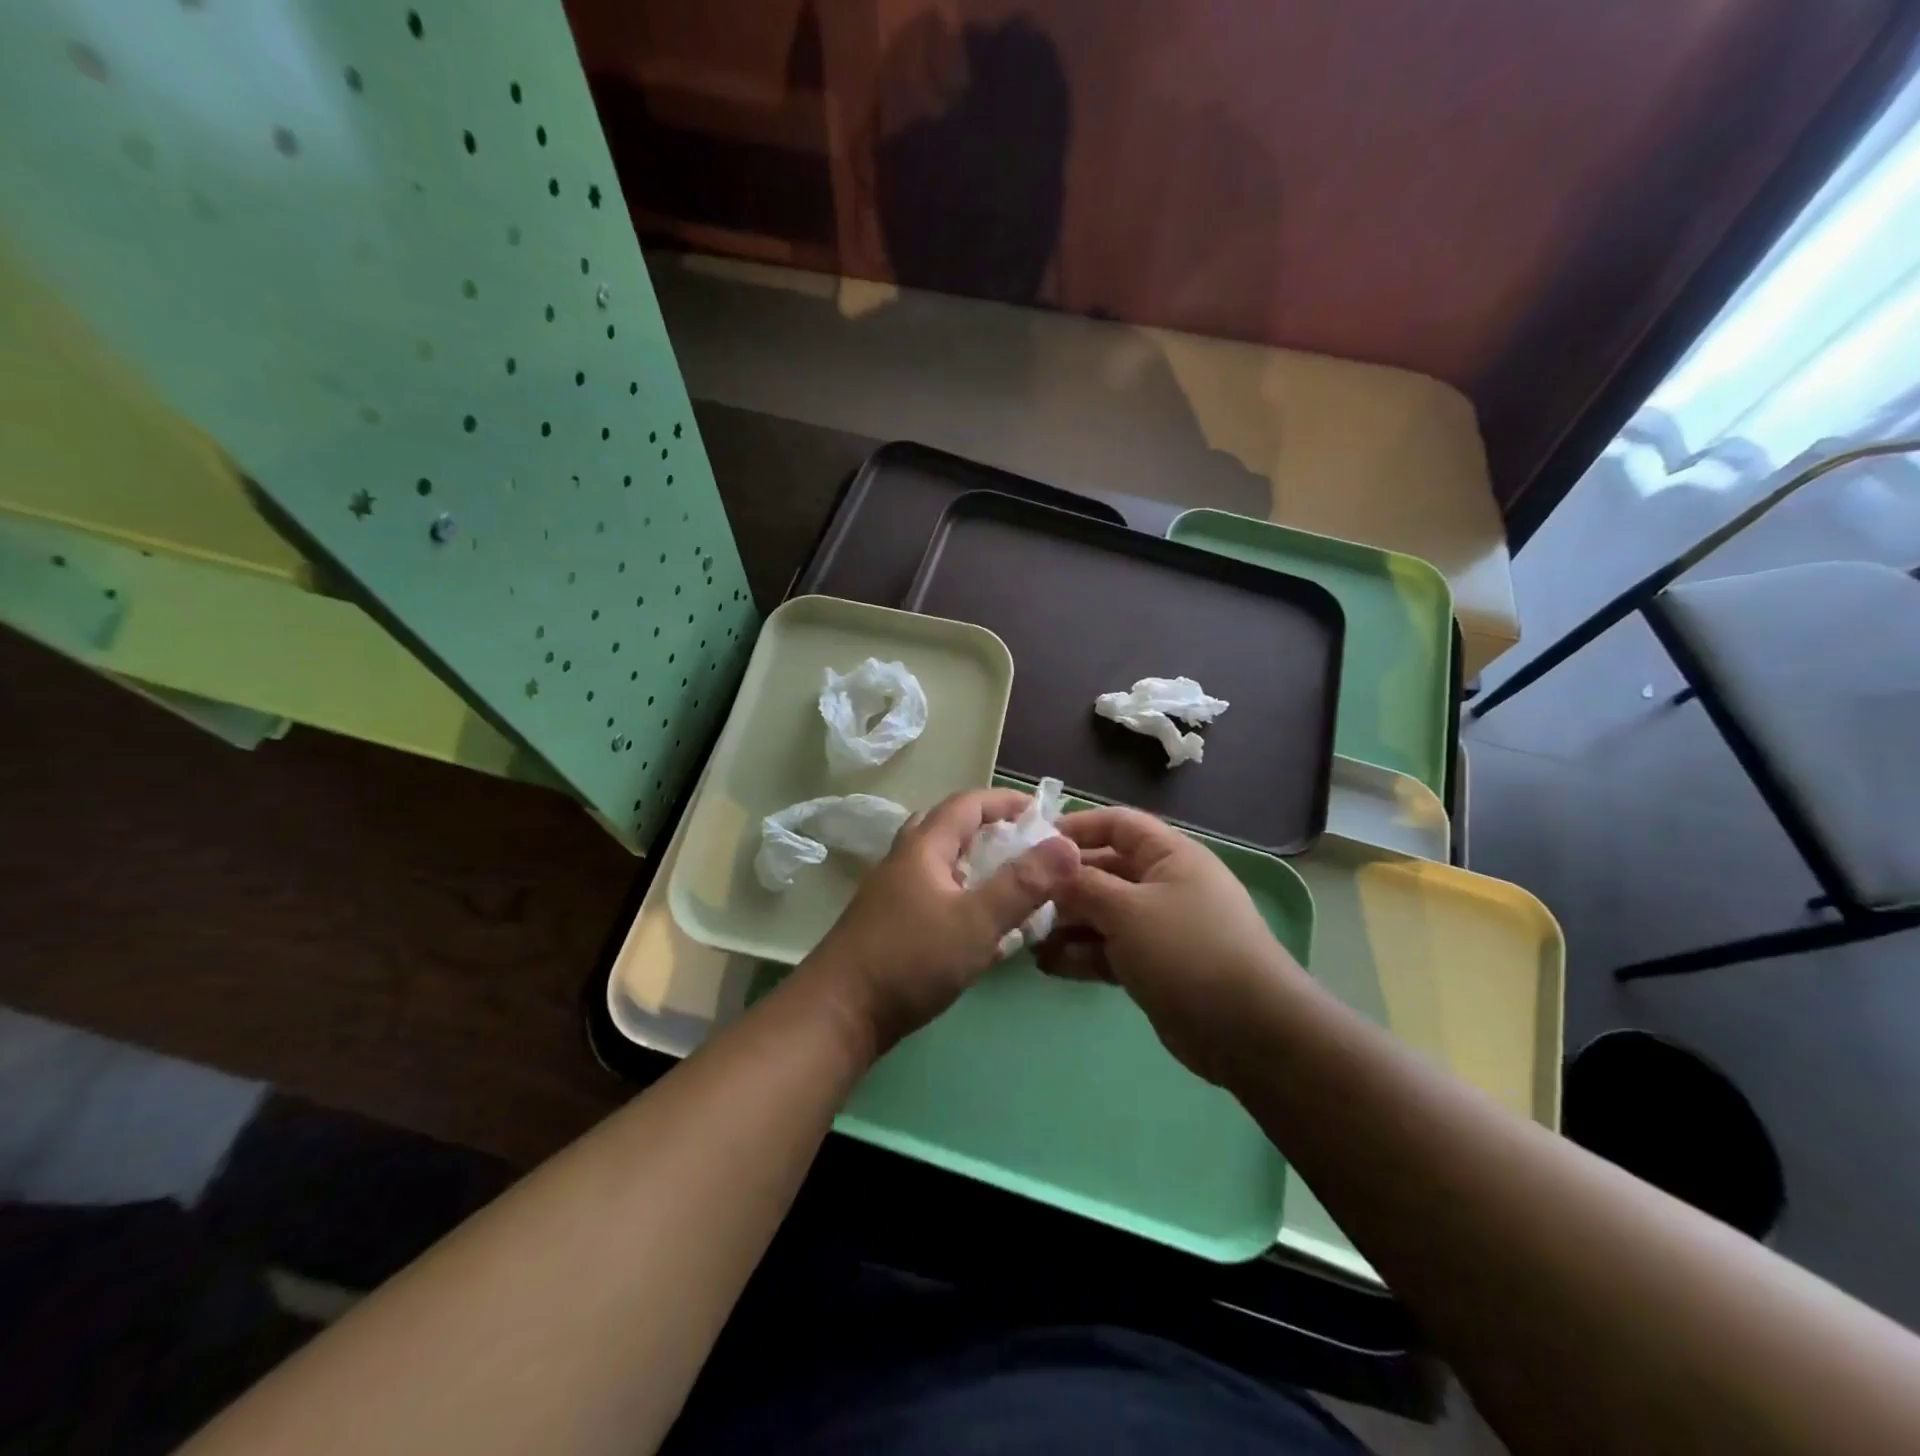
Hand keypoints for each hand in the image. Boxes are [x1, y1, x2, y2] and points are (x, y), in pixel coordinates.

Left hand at [801, 788, 1079, 1053]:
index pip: (968, 804)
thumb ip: (1022, 884)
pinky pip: (937, 896)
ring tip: (1013, 886)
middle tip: (1027, 849)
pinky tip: (985, 928)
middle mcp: (906, 861)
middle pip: (951, 829)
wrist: (839, 1014)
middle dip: (992, 831)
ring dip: (978, 867)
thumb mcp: (975, 921)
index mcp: (923, 847)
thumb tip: (1068, 845)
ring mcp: (895, 894)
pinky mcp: (893, 925)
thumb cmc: (910, 960)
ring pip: (943, 865)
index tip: (1045, 815)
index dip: (1007, 802)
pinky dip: (965, 898)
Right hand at [1040, 806, 1307, 1083]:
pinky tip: (1047, 965)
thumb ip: (1082, 886)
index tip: (1032, 843)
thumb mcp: (1127, 909)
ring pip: (1102, 914)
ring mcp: (1159, 928)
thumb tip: (1049, 871)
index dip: (1076, 828)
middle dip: (1063, 884)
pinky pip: (1109, 950)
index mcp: (1169, 855)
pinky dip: (1081, 954)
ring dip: (1066, 924)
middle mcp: (1163, 885)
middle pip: (1104, 871)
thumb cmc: (1187, 950)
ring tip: (1027, 937)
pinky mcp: (1153, 967)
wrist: (1247, 1030)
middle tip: (1021, 898)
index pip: (1117, 824)